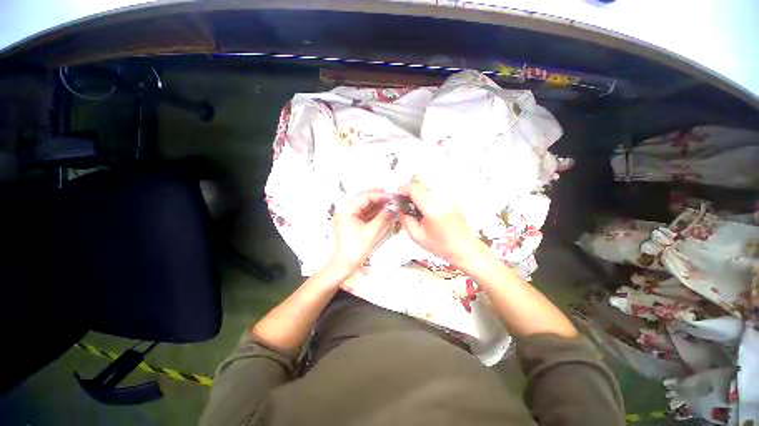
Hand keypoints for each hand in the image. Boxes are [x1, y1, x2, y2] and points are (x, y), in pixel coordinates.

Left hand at [330, 189, 393, 276]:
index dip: (378, 195)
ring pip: (366, 206)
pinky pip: (366, 213)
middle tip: (392, 199)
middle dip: (379, 199)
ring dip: (378, 205)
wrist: (345, 265)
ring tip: (390, 205)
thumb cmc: (353, 250)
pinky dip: (375, 212)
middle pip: (365, 200)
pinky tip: (384, 212)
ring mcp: (349, 217)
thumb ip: (383, 218)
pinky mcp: (353, 222)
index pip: (364, 197)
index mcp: (346, 211)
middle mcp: (346, 211)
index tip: (390, 197)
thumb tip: (392, 209)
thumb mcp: (371, 232)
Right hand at [398, 180, 483, 265]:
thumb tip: (399, 208)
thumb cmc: (443, 246)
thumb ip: (405, 220)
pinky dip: (426, 190)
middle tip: (404, 197)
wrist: (463, 248)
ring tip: (414, 201)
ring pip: (429, 179)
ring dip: (417, 187)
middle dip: (409, 185)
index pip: (414, 188)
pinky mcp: (452, 196)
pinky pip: (436, 185)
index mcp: (433, 209)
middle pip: (422, 177)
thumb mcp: (417, 236)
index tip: (397, 196)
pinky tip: (424, 203)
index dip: (402, 190)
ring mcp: (449, 196)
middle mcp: (443, 198)